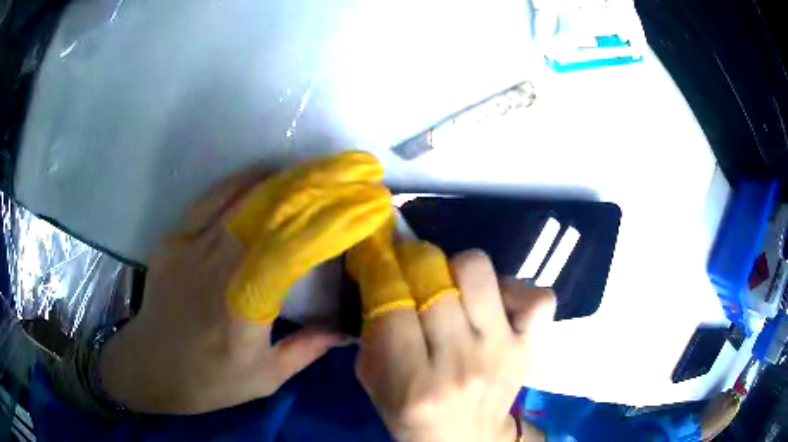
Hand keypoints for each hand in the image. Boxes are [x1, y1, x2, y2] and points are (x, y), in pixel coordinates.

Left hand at [100, 152, 390, 413]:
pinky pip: (213, 196)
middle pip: (274, 210)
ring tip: (323, 167)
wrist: (149, 365)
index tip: (368, 204)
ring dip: (290, 177)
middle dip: (321, 185)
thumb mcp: (264, 378)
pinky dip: (245, 179)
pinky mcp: (175, 236)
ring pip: (246, 196)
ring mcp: (192, 244)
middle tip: (354, 171)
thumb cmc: (208, 380)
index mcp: (244, 305)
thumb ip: (305, 350)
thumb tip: (344, 329)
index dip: (335, 220)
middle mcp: (217, 266)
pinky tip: (269, 173)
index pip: (296, 247)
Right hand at [348, 222, 554, 441]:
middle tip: (409, 267)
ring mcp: (503, 352)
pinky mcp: (531, 347)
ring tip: (452, 287)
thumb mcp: (373, 379)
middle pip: (435, 278)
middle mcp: (462, 363)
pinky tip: (496, 306)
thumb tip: (382, 273)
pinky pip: (538, 297)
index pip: (393, 302)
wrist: (464, 438)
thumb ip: (373, 330)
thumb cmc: (410, 412)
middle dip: (413, 260)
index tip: (378, 254)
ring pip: (479, 272)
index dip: (381, 267)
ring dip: (456, 269)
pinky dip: (515, 291)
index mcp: (414, 382)